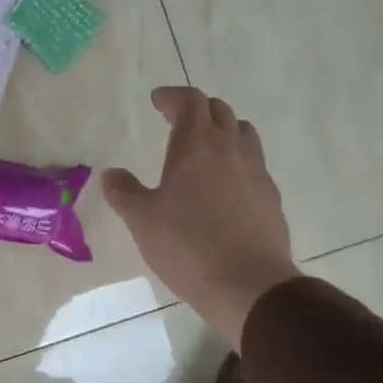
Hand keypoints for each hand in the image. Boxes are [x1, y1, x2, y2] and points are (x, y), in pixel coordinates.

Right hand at [103, 87, 299, 347]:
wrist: (249, 285)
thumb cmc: (188, 246)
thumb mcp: (142, 220)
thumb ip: (124, 192)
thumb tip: (112, 174)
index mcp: (197, 145)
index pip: (190, 101)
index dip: (172, 96)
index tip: (157, 101)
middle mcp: (231, 149)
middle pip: (219, 111)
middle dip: (197, 110)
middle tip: (177, 121)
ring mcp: (257, 172)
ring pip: (243, 134)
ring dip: (222, 131)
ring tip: (204, 148)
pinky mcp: (271, 198)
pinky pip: (254, 164)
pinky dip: (237, 161)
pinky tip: (225, 186)